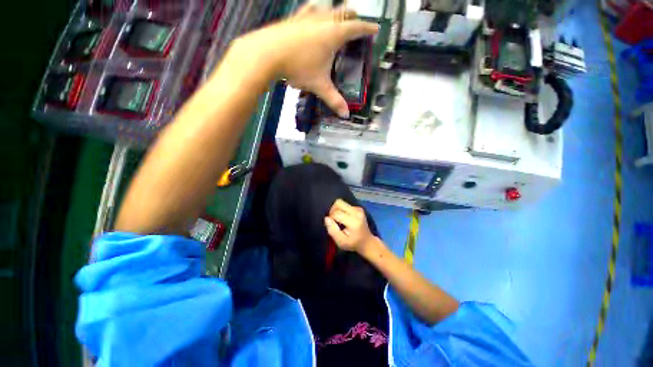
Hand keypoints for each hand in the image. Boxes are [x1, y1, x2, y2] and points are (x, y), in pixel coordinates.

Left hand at [232, 4, 377, 117]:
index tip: (375, 28)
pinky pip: (308, 11)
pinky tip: (312, 14)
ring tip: (337, 16)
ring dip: (335, 11)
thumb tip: (345, 114)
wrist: (267, 53)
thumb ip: (333, 99)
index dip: (367, 28)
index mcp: (333, 34)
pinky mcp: (293, 19)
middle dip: (353, 16)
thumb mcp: (319, 85)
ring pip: (326, 8)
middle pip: (343, 13)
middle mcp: (322, 21)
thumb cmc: (298, 68)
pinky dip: (315, 12)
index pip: (356, 28)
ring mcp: (306, 17)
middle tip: (357, 21)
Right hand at [324, 199, 375, 252]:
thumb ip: (332, 231)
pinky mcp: (358, 208)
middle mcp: (357, 212)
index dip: (331, 218)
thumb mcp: (341, 242)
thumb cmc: (353, 243)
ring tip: (338, 219)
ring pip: (340, 202)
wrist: (367, 242)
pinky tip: (344, 218)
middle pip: (338, 203)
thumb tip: (326, 218)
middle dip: (332, 211)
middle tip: (333, 220)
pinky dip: (341, 210)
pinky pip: (345, 204)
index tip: (332, 226)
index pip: (336, 213)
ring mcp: (358, 209)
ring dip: (336, 210)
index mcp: (354, 221)